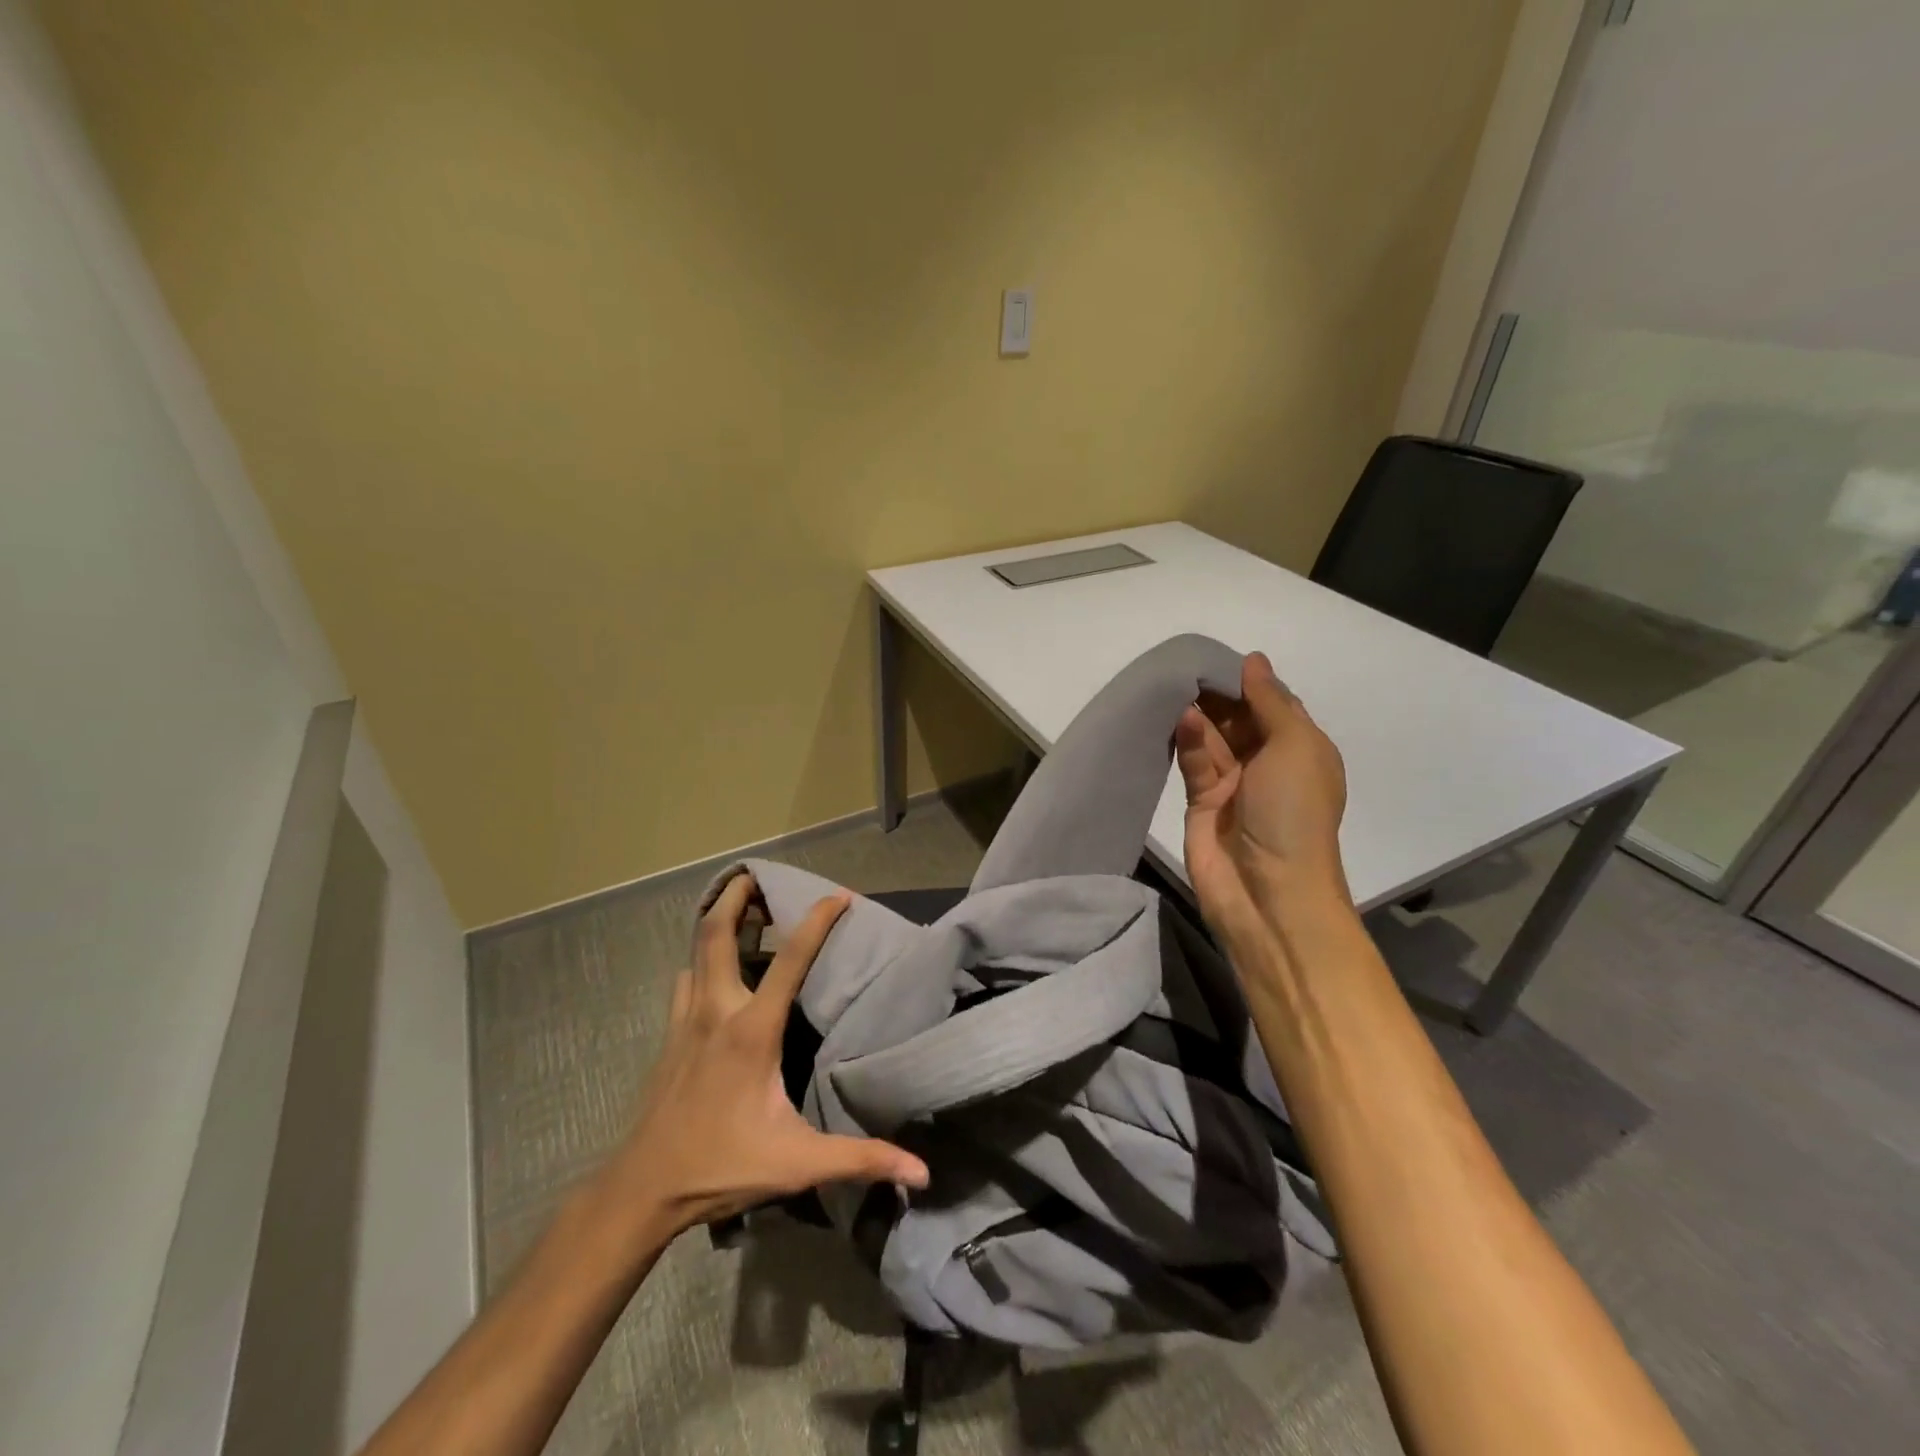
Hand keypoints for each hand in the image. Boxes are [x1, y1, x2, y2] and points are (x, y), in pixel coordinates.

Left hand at [597, 874, 928, 1247]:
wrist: (642, 1190)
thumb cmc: (722, 1166)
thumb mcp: (797, 1164)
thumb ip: (860, 1160)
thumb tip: (921, 1172)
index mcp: (751, 1030)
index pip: (790, 959)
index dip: (817, 921)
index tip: (839, 895)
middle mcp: (716, 1010)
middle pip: (716, 933)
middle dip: (735, 896)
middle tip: (756, 874)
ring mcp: (686, 1020)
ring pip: (695, 952)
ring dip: (715, 923)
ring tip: (739, 908)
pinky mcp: (670, 1036)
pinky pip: (685, 980)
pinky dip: (700, 959)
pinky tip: (712, 971)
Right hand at [1174, 651, 1349, 937]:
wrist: (1268, 892)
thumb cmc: (1293, 813)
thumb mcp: (1296, 747)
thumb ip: (1271, 702)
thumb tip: (1253, 660)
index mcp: (1301, 749)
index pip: (1272, 703)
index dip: (1248, 680)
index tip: (1216, 656)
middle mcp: (1268, 762)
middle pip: (1239, 717)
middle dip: (1217, 693)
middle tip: (1184, 666)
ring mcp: (1233, 783)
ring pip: (1212, 737)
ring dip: (1198, 713)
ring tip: (1173, 685)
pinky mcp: (1201, 800)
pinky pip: (1193, 761)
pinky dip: (1187, 740)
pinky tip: (1177, 717)